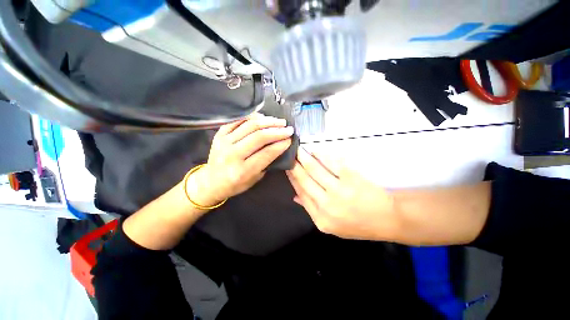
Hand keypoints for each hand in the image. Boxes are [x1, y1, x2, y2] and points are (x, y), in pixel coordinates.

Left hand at [188, 113, 293, 206]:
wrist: (211, 182)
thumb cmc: (235, 184)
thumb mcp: (254, 179)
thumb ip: (266, 163)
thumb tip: (278, 146)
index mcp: (242, 170)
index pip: (266, 153)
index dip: (280, 145)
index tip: (290, 139)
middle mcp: (232, 155)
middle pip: (259, 137)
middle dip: (277, 131)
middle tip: (288, 128)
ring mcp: (224, 142)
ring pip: (249, 125)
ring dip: (268, 121)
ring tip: (279, 121)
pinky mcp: (219, 134)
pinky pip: (237, 120)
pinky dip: (252, 117)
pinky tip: (262, 117)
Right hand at [286, 148, 398, 240]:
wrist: (386, 219)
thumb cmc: (358, 224)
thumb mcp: (332, 225)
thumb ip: (311, 209)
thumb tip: (295, 195)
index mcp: (320, 218)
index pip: (301, 193)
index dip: (292, 179)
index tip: (287, 169)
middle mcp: (326, 205)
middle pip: (304, 180)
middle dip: (294, 166)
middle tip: (289, 155)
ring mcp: (338, 190)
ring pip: (314, 169)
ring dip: (304, 158)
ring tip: (298, 150)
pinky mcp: (351, 178)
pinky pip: (331, 163)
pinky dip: (321, 155)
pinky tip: (315, 151)